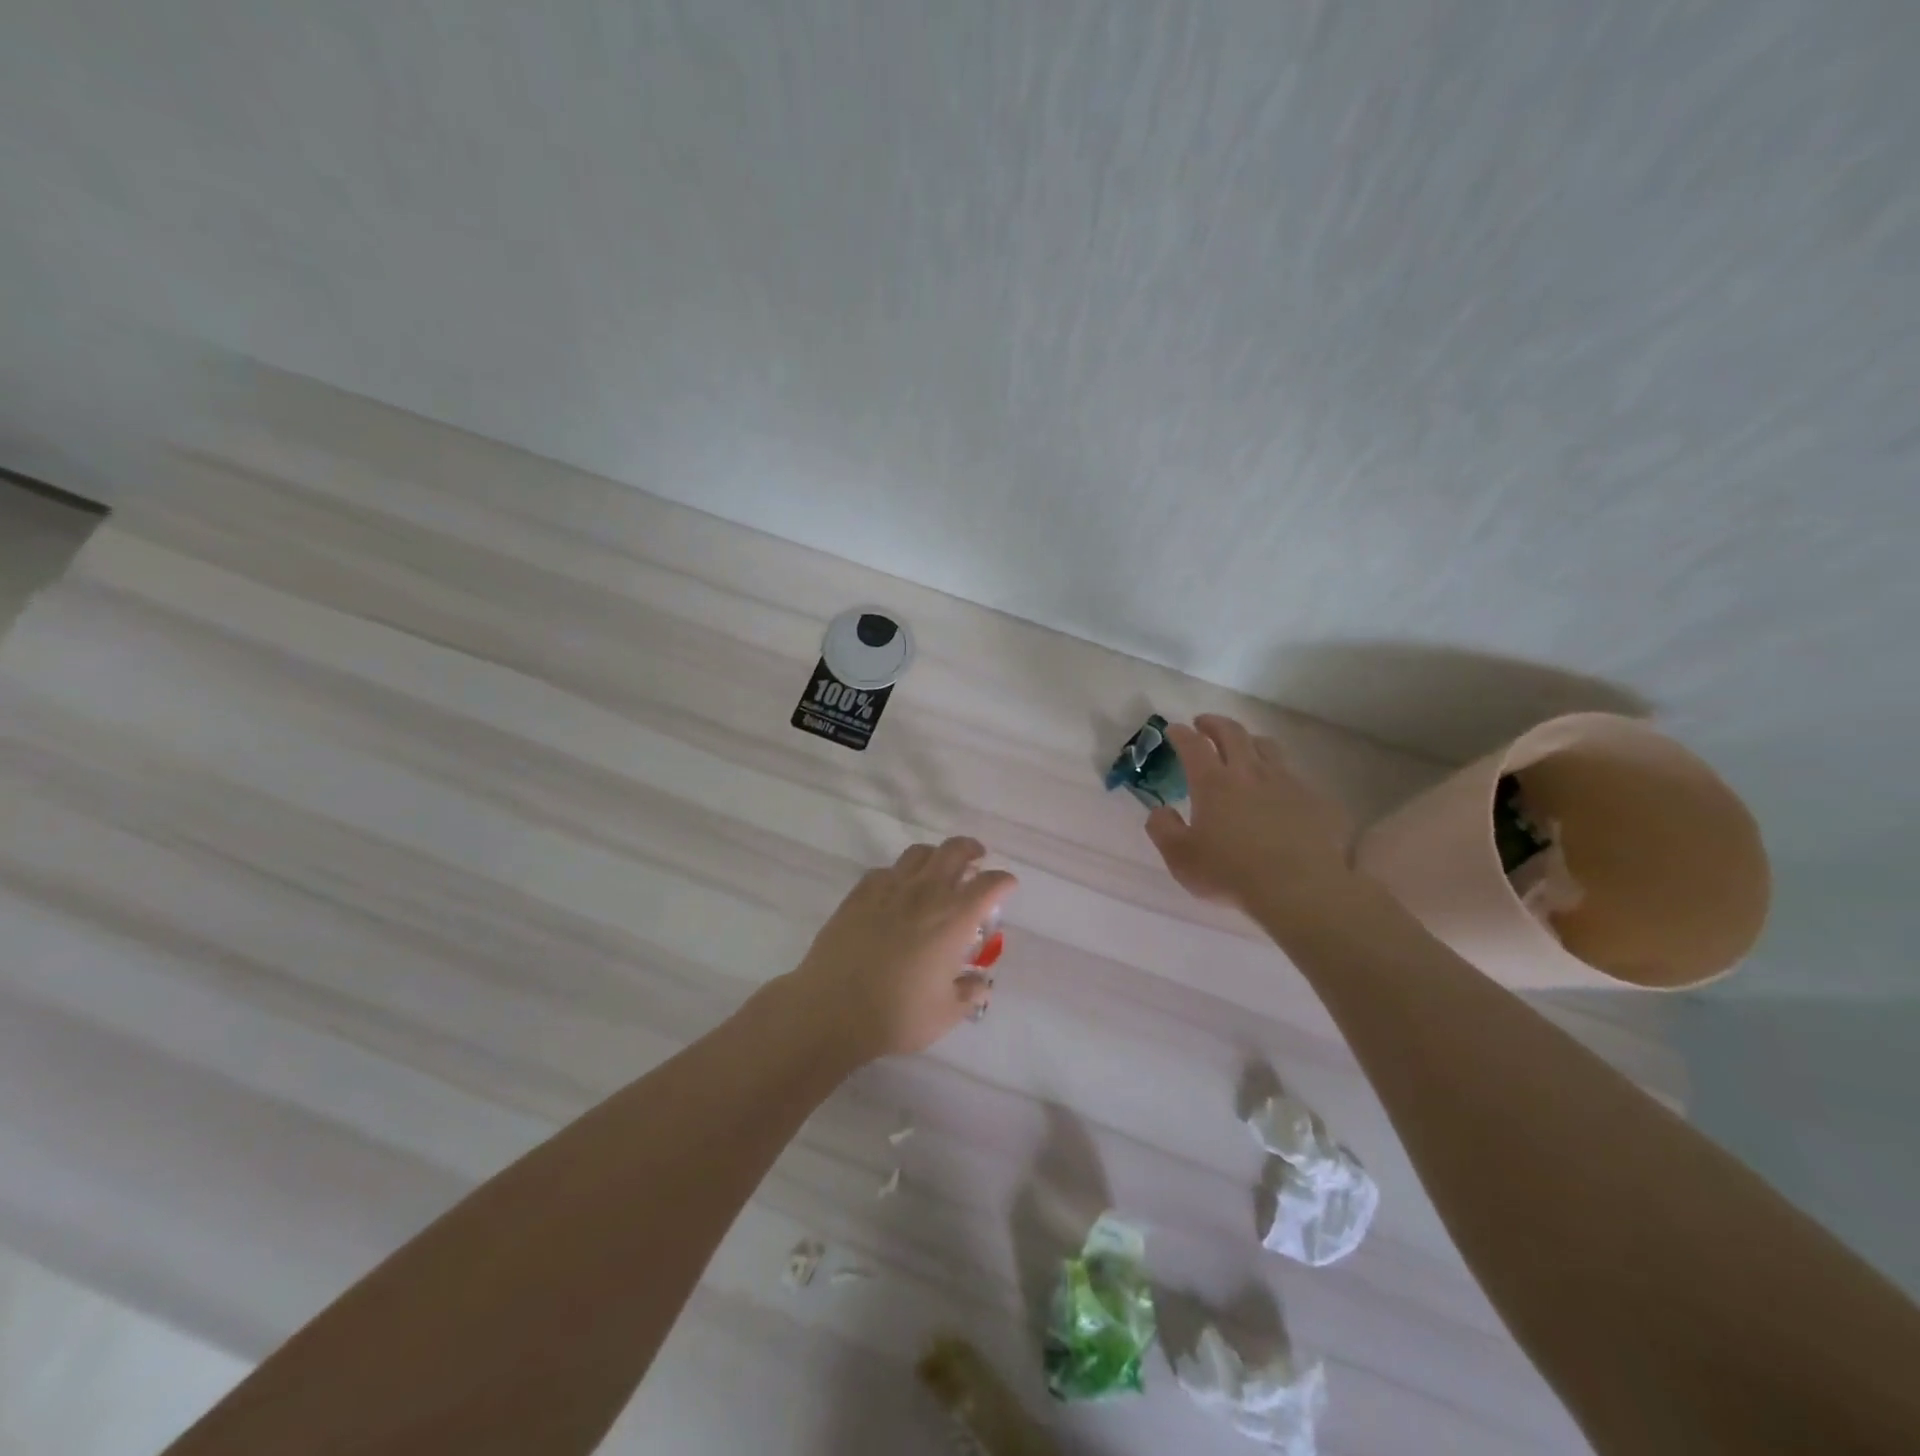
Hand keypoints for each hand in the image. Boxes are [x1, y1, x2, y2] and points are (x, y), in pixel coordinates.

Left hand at [789, 837, 1016, 1062]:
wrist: (832, 1009)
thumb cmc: (897, 1015)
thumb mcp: (945, 1014)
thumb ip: (968, 994)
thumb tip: (980, 984)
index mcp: (953, 919)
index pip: (989, 885)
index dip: (1003, 881)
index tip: (1007, 886)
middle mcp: (925, 894)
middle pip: (954, 851)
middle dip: (971, 850)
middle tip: (976, 859)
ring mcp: (889, 889)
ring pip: (918, 853)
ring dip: (935, 856)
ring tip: (938, 869)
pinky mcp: (859, 894)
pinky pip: (885, 870)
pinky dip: (899, 874)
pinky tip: (896, 890)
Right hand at [1144, 715, 1352, 916]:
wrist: (1299, 889)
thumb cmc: (1230, 873)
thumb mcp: (1180, 858)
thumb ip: (1163, 830)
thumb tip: (1159, 811)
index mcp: (1213, 783)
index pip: (1193, 746)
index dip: (1181, 734)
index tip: (1173, 729)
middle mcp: (1248, 773)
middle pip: (1232, 733)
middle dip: (1215, 724)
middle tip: (1204, 723)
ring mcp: (1286, 783)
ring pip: (1267, 747)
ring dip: (1250, 740)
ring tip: (1244, 746)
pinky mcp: (1314, 799)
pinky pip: (1295, 774)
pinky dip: (1280, 772)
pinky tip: (1279, 787)